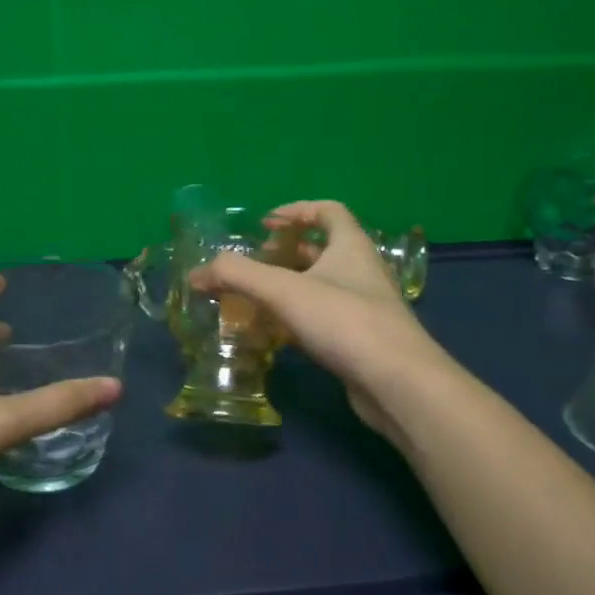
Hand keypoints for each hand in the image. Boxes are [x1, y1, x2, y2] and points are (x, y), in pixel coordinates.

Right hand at [189, 201, 441, 445]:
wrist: (398, 383)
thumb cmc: (344, 321)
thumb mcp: (284, 290)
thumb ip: (237, 275)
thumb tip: (196, 273)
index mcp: (351, 245)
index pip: (328, 210)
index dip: (296, 210)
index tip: (265, 224)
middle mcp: (361, 270)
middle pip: (322, 249)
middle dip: (284, 254)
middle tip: (251, 265)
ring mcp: (364, 307)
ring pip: (321, 287)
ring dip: (289, 288)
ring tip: (254, 299)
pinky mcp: (361, 340)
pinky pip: (324, 319)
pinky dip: (297, 320)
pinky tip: (275, 335)